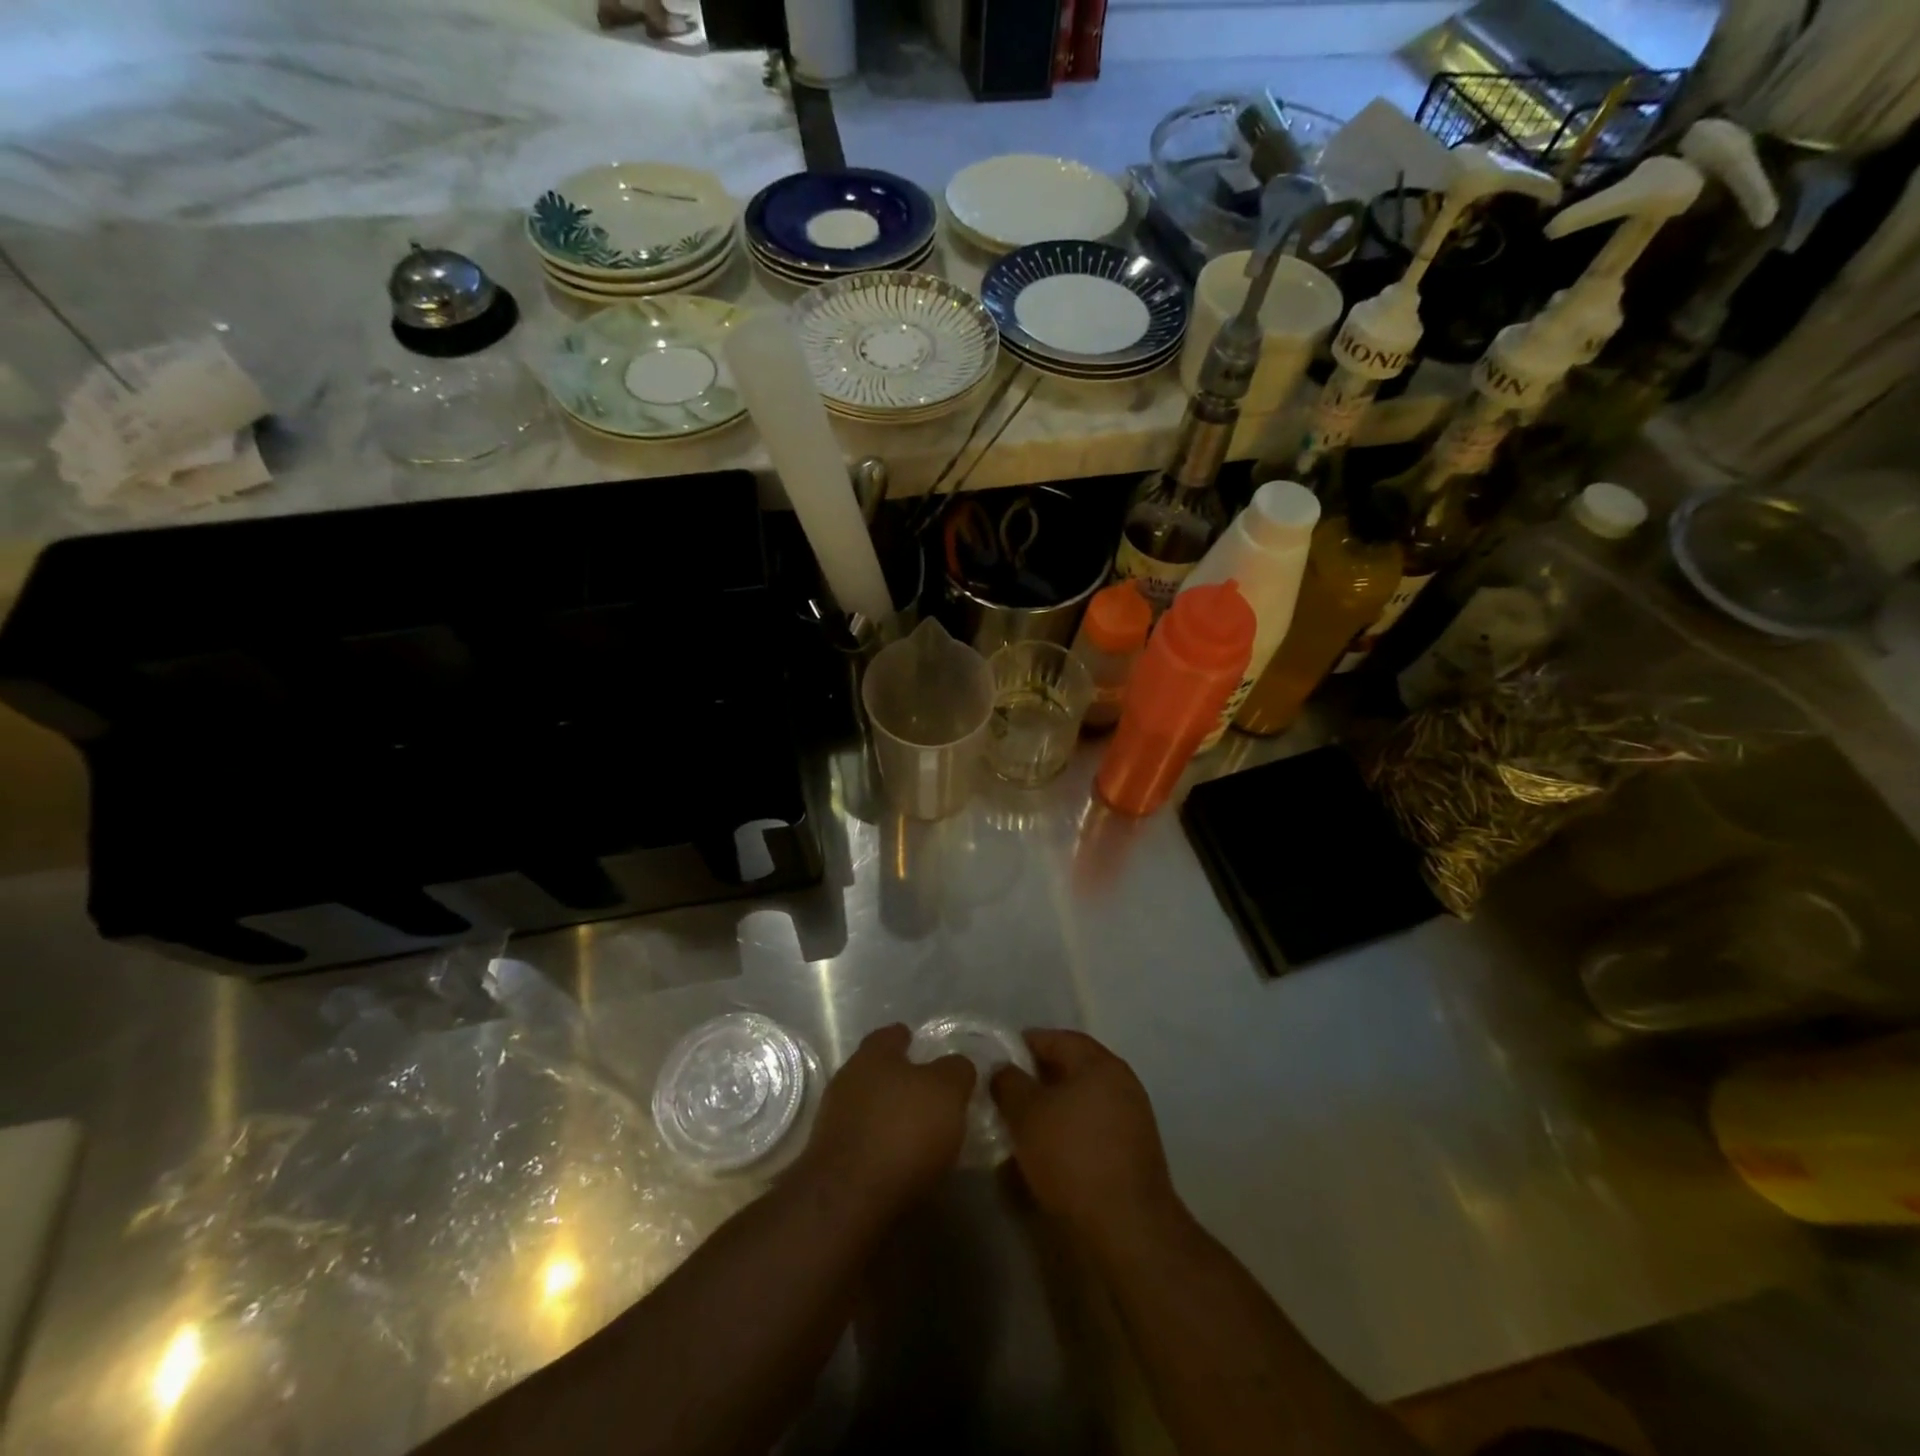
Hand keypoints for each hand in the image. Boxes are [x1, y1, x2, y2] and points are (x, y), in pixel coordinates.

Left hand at [796, 1024, 975, 1215]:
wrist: (847, 1201)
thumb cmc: (902, 1131)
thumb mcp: (947, 1092)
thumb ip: (956, 1071)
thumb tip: (957, 1066)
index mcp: (874, 1054)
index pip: (891, 1034)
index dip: (909, 1039)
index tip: (924, 1046)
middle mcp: (848, 1079)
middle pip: (877, 1070)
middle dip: (899, 1079)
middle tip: (929, 1092)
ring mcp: (833, 1121)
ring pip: (868, 1106)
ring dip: (889, 1115)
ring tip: (918, 1131)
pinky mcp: (830, 1160)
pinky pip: (862, 1141)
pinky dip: (880, 1146)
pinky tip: (899, 1160)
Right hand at [991, 1030, 1181, 1249]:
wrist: (1127, 1228)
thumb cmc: (1072, 1157)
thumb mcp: (1026, 1114)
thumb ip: (1009, 1083)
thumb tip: (1003, 1070)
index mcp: (1101, 1064)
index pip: (1058, 1039)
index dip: (1025, 1044)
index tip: (998, 1058)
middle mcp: (1122, 1084)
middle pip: (1072, 1069)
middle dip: (1037, 1078)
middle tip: (1005, 1092)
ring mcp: (1132, 1120)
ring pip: (1081, 1102)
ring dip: (1052, 1109)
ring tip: (1020, 1124)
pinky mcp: (1132, 1155)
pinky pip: (1091, 1130)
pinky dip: (1068, 1133)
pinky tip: (1046, 1153)